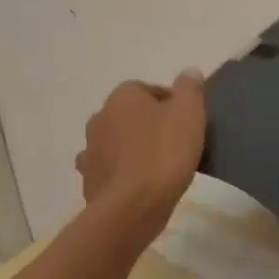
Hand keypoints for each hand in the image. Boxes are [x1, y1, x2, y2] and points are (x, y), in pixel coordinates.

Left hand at [75, 71, 206, 225]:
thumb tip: (188, 72)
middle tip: (175, 143)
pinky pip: (110, 169)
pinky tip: (140, 185)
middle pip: (130, 115)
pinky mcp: (89, 180)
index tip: (187, 123)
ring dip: (132, 148)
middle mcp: (100, 117)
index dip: (170, 104)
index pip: (149, 90)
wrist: (132, 206)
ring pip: (117, 142)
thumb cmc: (165, 153)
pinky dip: (122, 173)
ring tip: (157, 166)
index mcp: (123, 97)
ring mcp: (90, 150)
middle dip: (149, 125)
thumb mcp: (189, 113)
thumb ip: (190, 88)